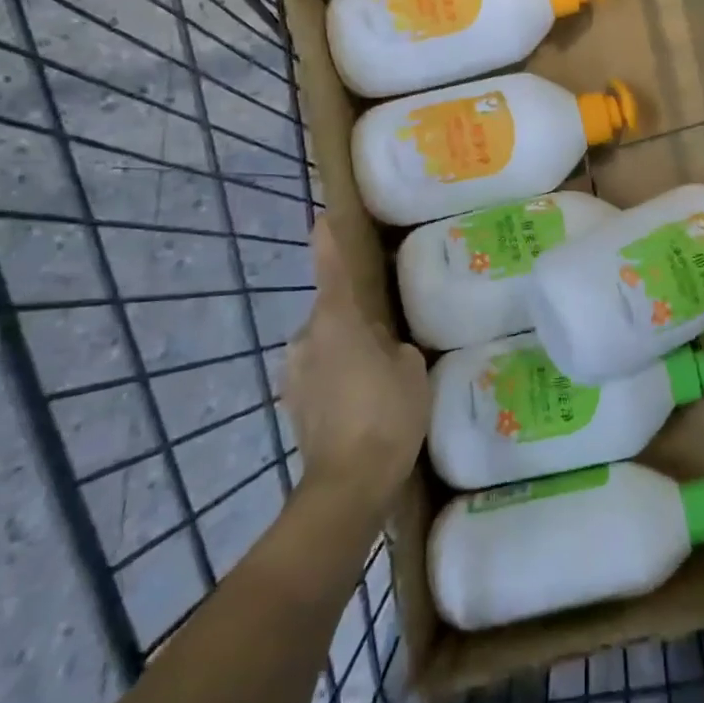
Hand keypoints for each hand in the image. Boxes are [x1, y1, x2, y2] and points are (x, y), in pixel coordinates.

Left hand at [286, 217, 427, 511]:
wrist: (348, 484)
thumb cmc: (387, 415)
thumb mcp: (410, 370)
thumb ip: (395, 346)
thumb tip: (383, 345)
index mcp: (336, 322)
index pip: (331, 269)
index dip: (327, 241)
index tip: (322, 218)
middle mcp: (306, 339)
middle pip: (330, 314)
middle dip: (353, 320)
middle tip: (386, 337)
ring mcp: (294, 372)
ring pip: (324, 346)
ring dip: (345, 352)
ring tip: (377, 378)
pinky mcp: (293, 403)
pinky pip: (319, 375)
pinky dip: (337, 379)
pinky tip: (361, 404)